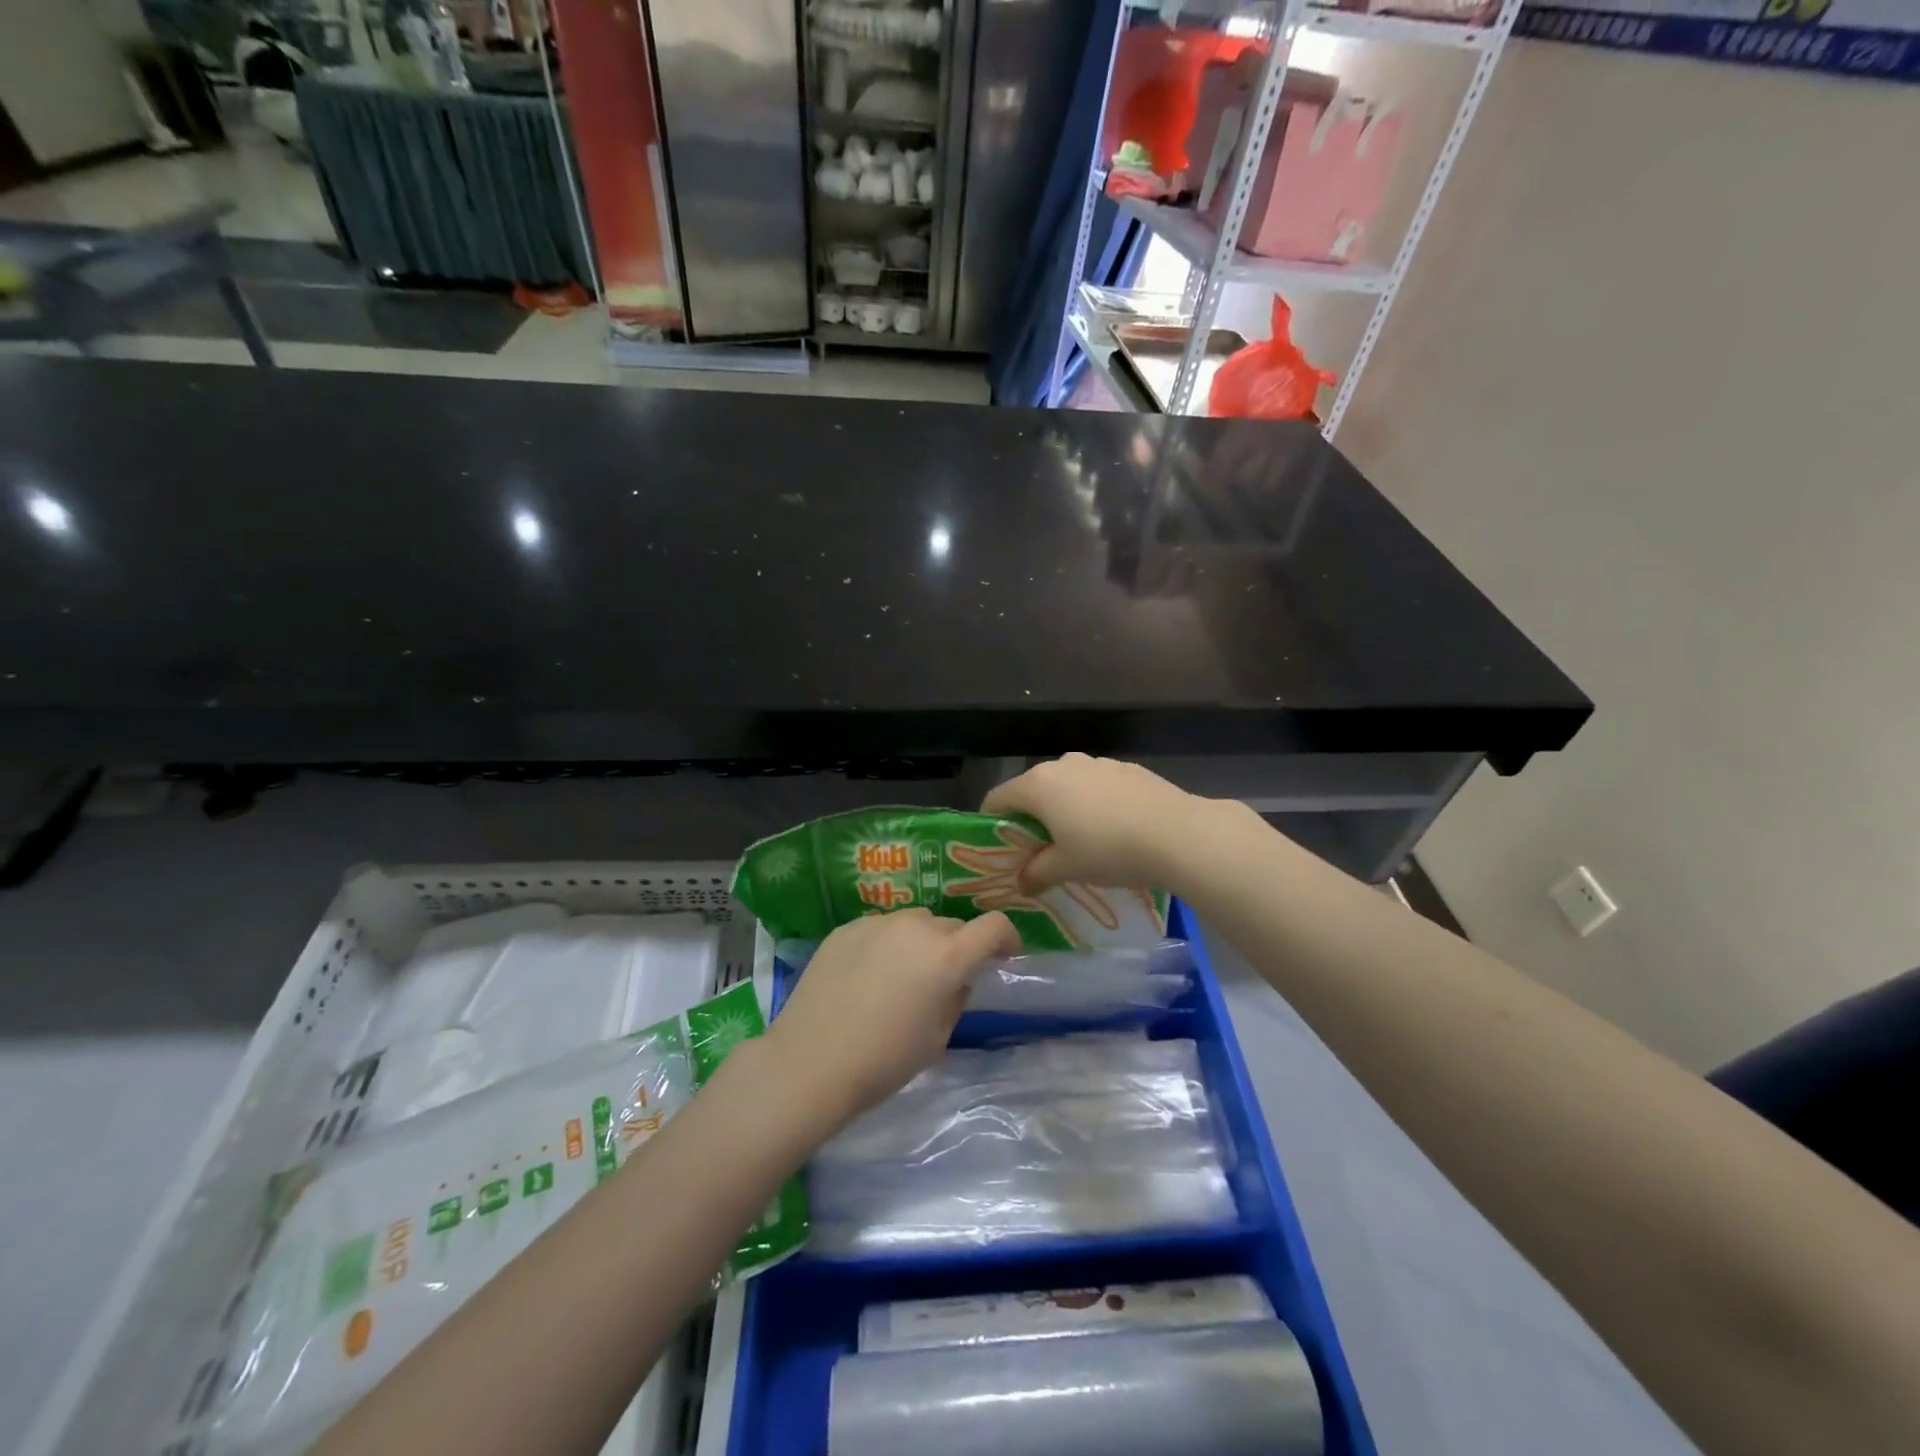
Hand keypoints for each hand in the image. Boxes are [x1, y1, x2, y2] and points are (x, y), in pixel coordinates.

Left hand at [764, 908, 1018, 1125]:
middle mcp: (916, 927)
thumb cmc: (884, 1060)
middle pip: (951, 926)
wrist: (810, 1062)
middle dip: (956, 948)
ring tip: (899, 977)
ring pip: (914, 924)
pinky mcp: (846, 928)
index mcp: (947, 956)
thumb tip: (955, 978)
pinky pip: (880, 929)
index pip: (994, 926)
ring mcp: (878, 923)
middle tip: (941, 980)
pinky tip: (865, 977)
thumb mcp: (938, 1036)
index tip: (1003, 957)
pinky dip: (885, 946)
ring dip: (919, 943)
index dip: (1006, 939)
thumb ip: (955, 996)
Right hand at [981, 753, 1212, 893]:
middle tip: (1039, 851)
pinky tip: (1113, 829)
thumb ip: (1036, 874)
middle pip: (1032, 790)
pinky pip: (1096, 786)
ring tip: (1080, 841)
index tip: (999, 849)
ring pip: (1066, 786)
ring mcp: (1096, 762)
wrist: (1176, 833)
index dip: (991, 824)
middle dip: (1031, 818)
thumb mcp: (1066, 869)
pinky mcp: (1125, 768)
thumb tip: (1021, 882)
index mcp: (1038, 785)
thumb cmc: (1108, 849)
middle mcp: (1062, 764)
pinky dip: (1093, 803)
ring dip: (1064, 809)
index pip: (997, 798)